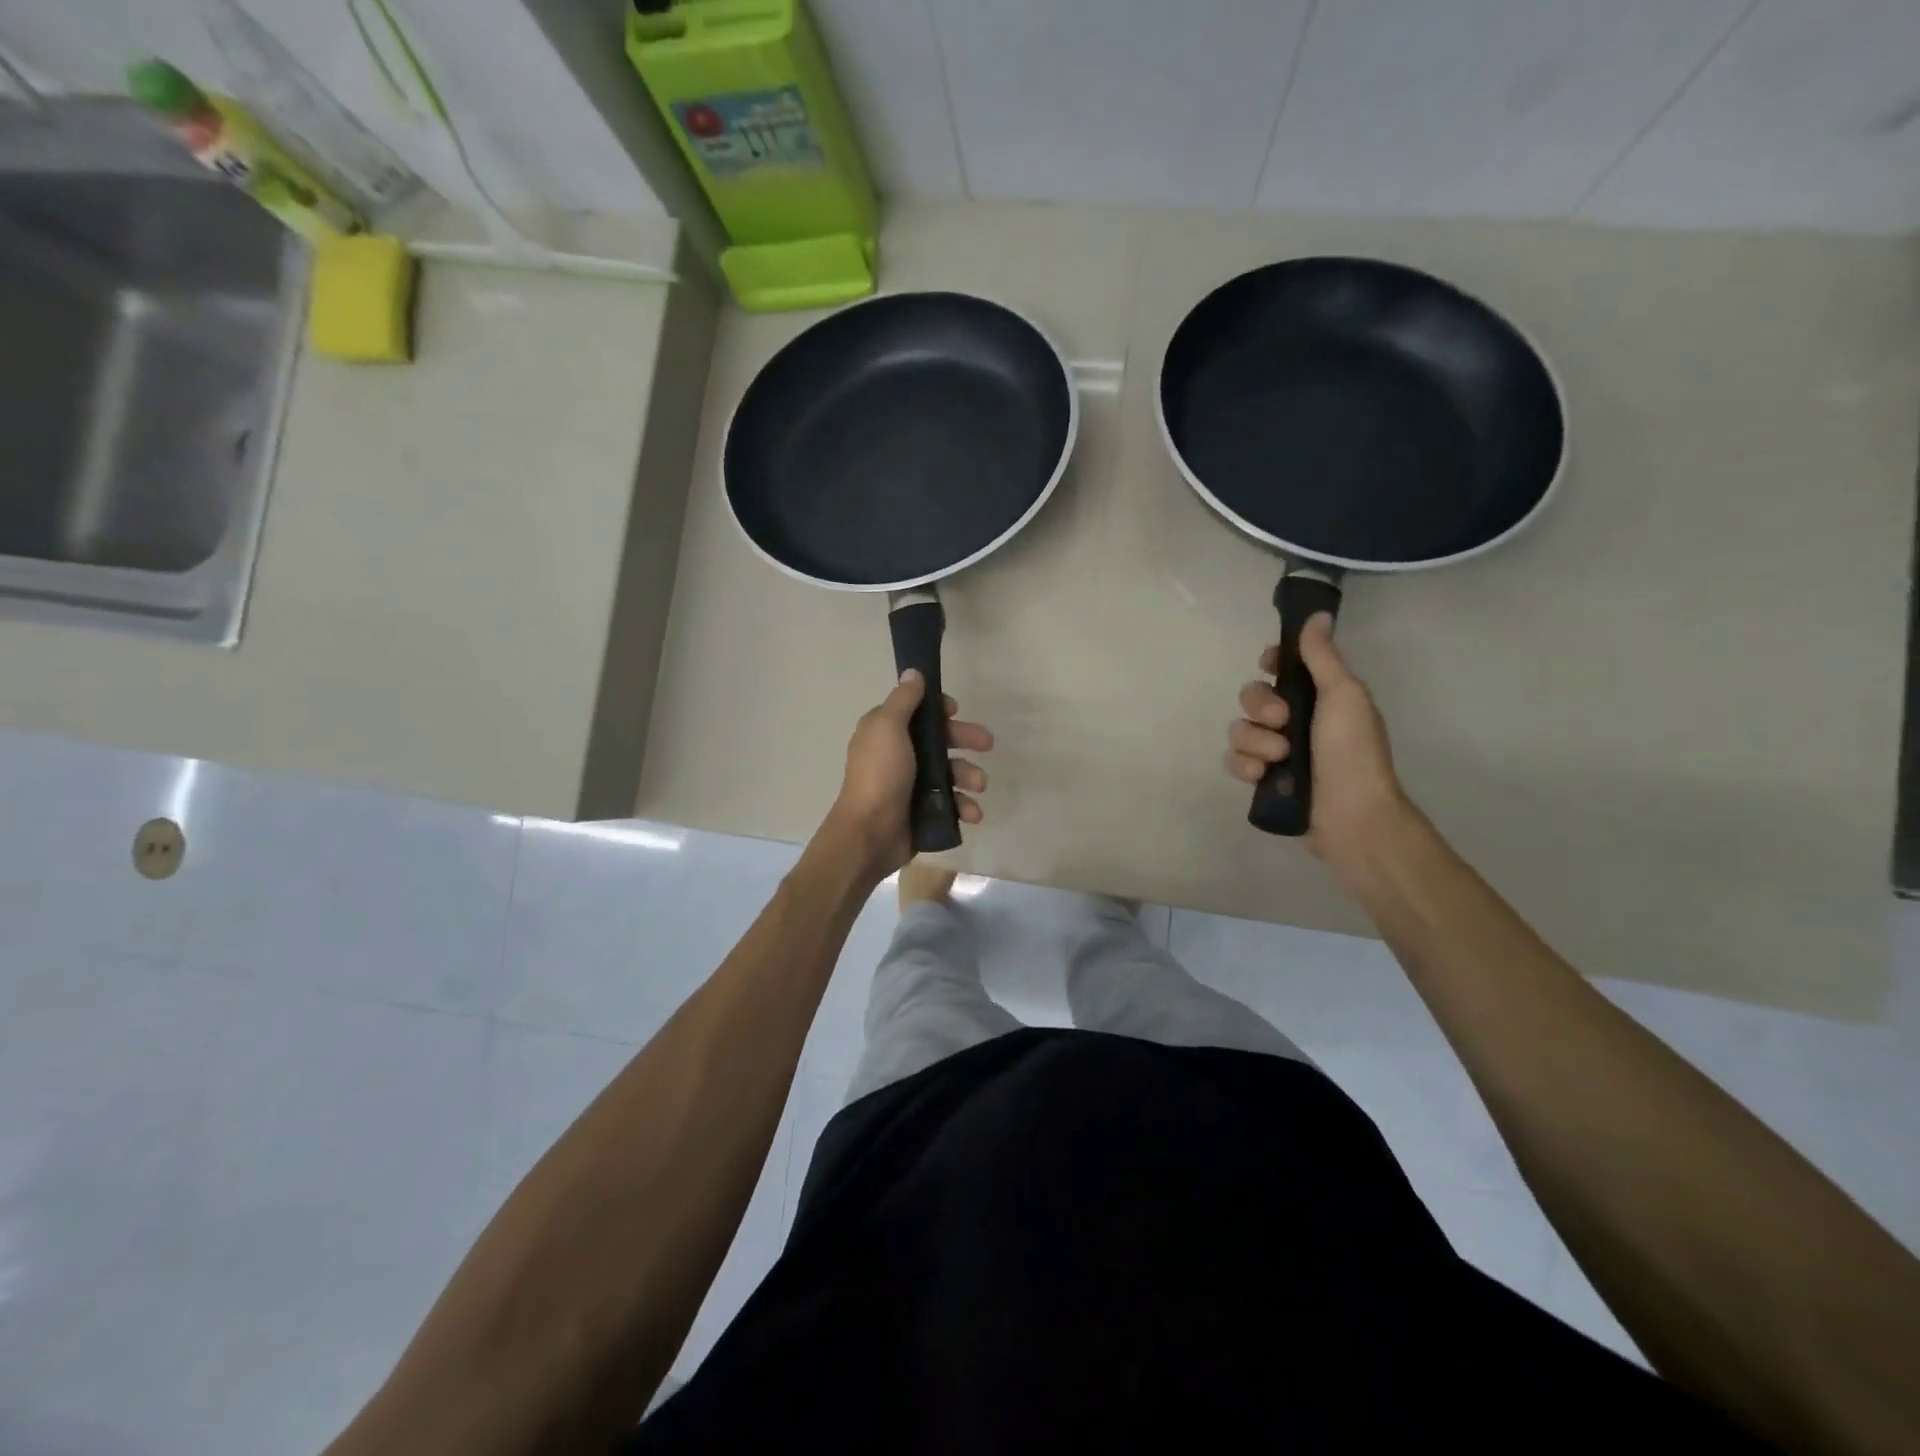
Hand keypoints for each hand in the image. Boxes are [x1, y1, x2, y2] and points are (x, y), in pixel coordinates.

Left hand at [826, 670, 992, 876]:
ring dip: (969, 776)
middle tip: (987, 744)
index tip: (956, 712)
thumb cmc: (880, 775)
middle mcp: (899, 755)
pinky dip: (964, 806)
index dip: (940, 710)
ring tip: (978, 786)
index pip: (919, 712)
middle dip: (966, 740)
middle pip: (940, 740)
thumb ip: (903, 700)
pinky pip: (951, 803)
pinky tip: (971, 814)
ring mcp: (912, 785)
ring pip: (950, 772)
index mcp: (886, 732)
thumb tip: (913, 672)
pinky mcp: (922, 812)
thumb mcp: (888, 728)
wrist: (870, 833)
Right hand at [1225, 614, 1407, 861]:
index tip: (1270, 665)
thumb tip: (1317, 615)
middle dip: (1260, 707)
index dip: (1271, 663)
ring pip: (1239, 729)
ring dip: (1255, 741)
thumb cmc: (1352, 751)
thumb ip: (1322, 656)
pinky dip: (1245, 766)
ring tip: (1279, 758)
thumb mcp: (1343, 695)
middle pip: (1252, 696)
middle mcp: (1295, 720)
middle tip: (1283, 722)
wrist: (1351, 815)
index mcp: (1319, 696)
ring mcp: (1276, 751)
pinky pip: (1234, 760)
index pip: (1283, 667)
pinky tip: (1262, 775)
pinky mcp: (1262, 779)